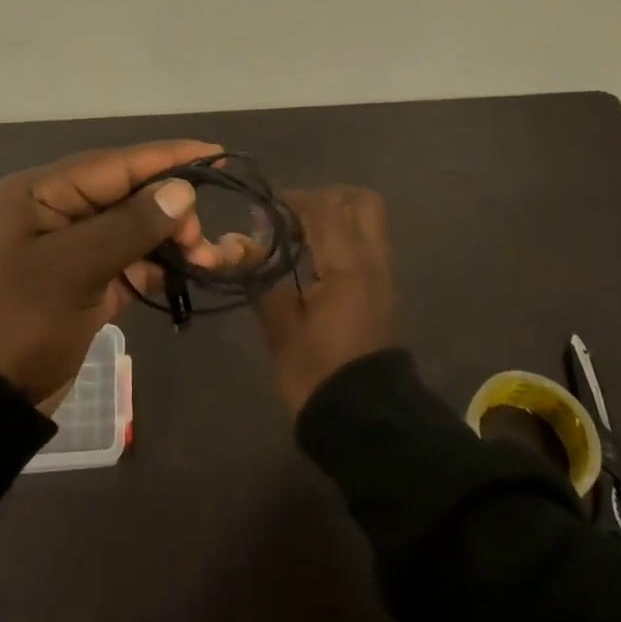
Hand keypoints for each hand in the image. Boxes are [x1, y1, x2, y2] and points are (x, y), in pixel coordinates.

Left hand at [0, 141, 220, 401]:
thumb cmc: (16, 321)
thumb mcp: (72, 269)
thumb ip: (130, 226)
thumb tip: (183, 191)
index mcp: (41, 193)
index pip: (115, 164)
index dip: (166, 157)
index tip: (215, 152)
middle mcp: (57, 212)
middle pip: (127, 195)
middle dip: (170, 209)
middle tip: (201, 240)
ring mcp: (70, 251)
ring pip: (132, 230)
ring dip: (168, 240)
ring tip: (204, 259)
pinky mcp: (82, 285)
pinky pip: (127, 263)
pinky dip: (155, 267)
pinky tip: (186, 273)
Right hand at [253, 186, 395, 416]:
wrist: (366, 423)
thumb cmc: (318, 374)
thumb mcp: (281, 327)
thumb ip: (261, 278)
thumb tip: (236, 244)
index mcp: (347, 266)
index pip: (324, 208)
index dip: (293, 200)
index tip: (265, 211)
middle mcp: (372, 261)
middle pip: (360, 202)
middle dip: (325, 199)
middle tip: (293, 217)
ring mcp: (383, 276)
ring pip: (368, 221)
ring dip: (336, 217)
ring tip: (301, 238)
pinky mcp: (384, 292)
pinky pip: (368, 244)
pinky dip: (344, 237)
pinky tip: (316, 261)